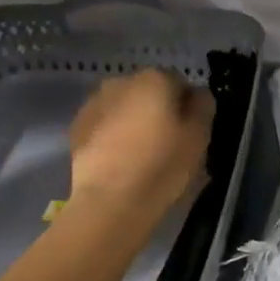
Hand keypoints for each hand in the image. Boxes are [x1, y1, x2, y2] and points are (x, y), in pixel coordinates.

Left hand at [68, 69, 213, 219]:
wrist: (110, 202)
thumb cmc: (162, 167)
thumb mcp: (198, 138)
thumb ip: (203, 107)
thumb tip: (197, 95)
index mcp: (154, 79)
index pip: (180, 83)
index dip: (187, 106)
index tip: (189, 131)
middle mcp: (121, 81)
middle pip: (148, 91)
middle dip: (157, 109)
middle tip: (165, 142)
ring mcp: (94, 102)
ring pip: (123, 106)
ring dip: (132, 120)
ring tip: (139, 152)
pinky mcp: (76, 126)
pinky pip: (103, 124)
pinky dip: (111, 134)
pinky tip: (118, 159)